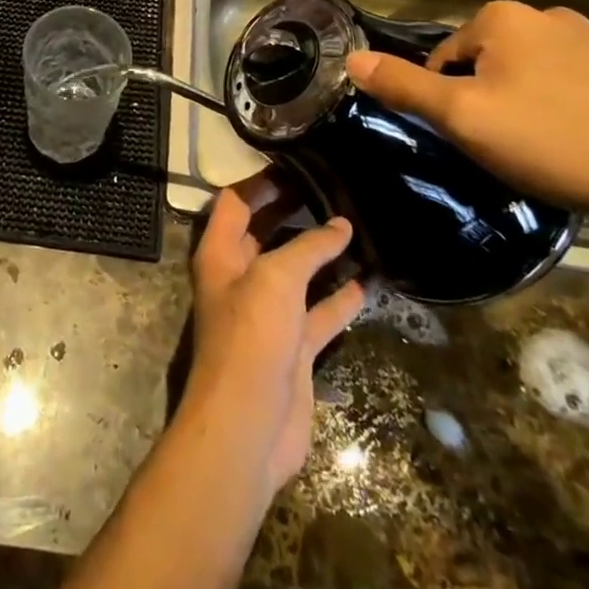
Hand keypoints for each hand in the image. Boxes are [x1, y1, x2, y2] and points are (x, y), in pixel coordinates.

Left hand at [180, 189, 363, 495]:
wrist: (249, 424)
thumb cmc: (251, 335)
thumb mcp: (276, 278)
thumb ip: (308, 248)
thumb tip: (340, 224)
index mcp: (221, 252)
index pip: (235, 202)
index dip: (260, 182)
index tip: (295, 165)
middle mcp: (240, 276)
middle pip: (265, 232)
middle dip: (293, 211)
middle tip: (332, 189)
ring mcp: (267, 313)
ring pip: (297, 272)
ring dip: (322, 254)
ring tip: (356, 228)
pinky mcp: (292, 346)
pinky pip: (318, 312)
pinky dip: (339, 297)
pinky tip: (367, 282)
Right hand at [346, 0, 588, 222]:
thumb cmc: (555, 140)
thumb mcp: (464, 118)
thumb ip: (404, 87)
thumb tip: (350, 59)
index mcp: (501, 17)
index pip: (444, 59)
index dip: (449, 103)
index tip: (475, 139)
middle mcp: (544, 13)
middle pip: (483, 63)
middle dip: (485, 101)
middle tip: (506, 148)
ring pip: (524, 73)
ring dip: (521, 105)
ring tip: (543, 150)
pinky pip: (565, 83)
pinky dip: (559, 109)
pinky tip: (576, 143)